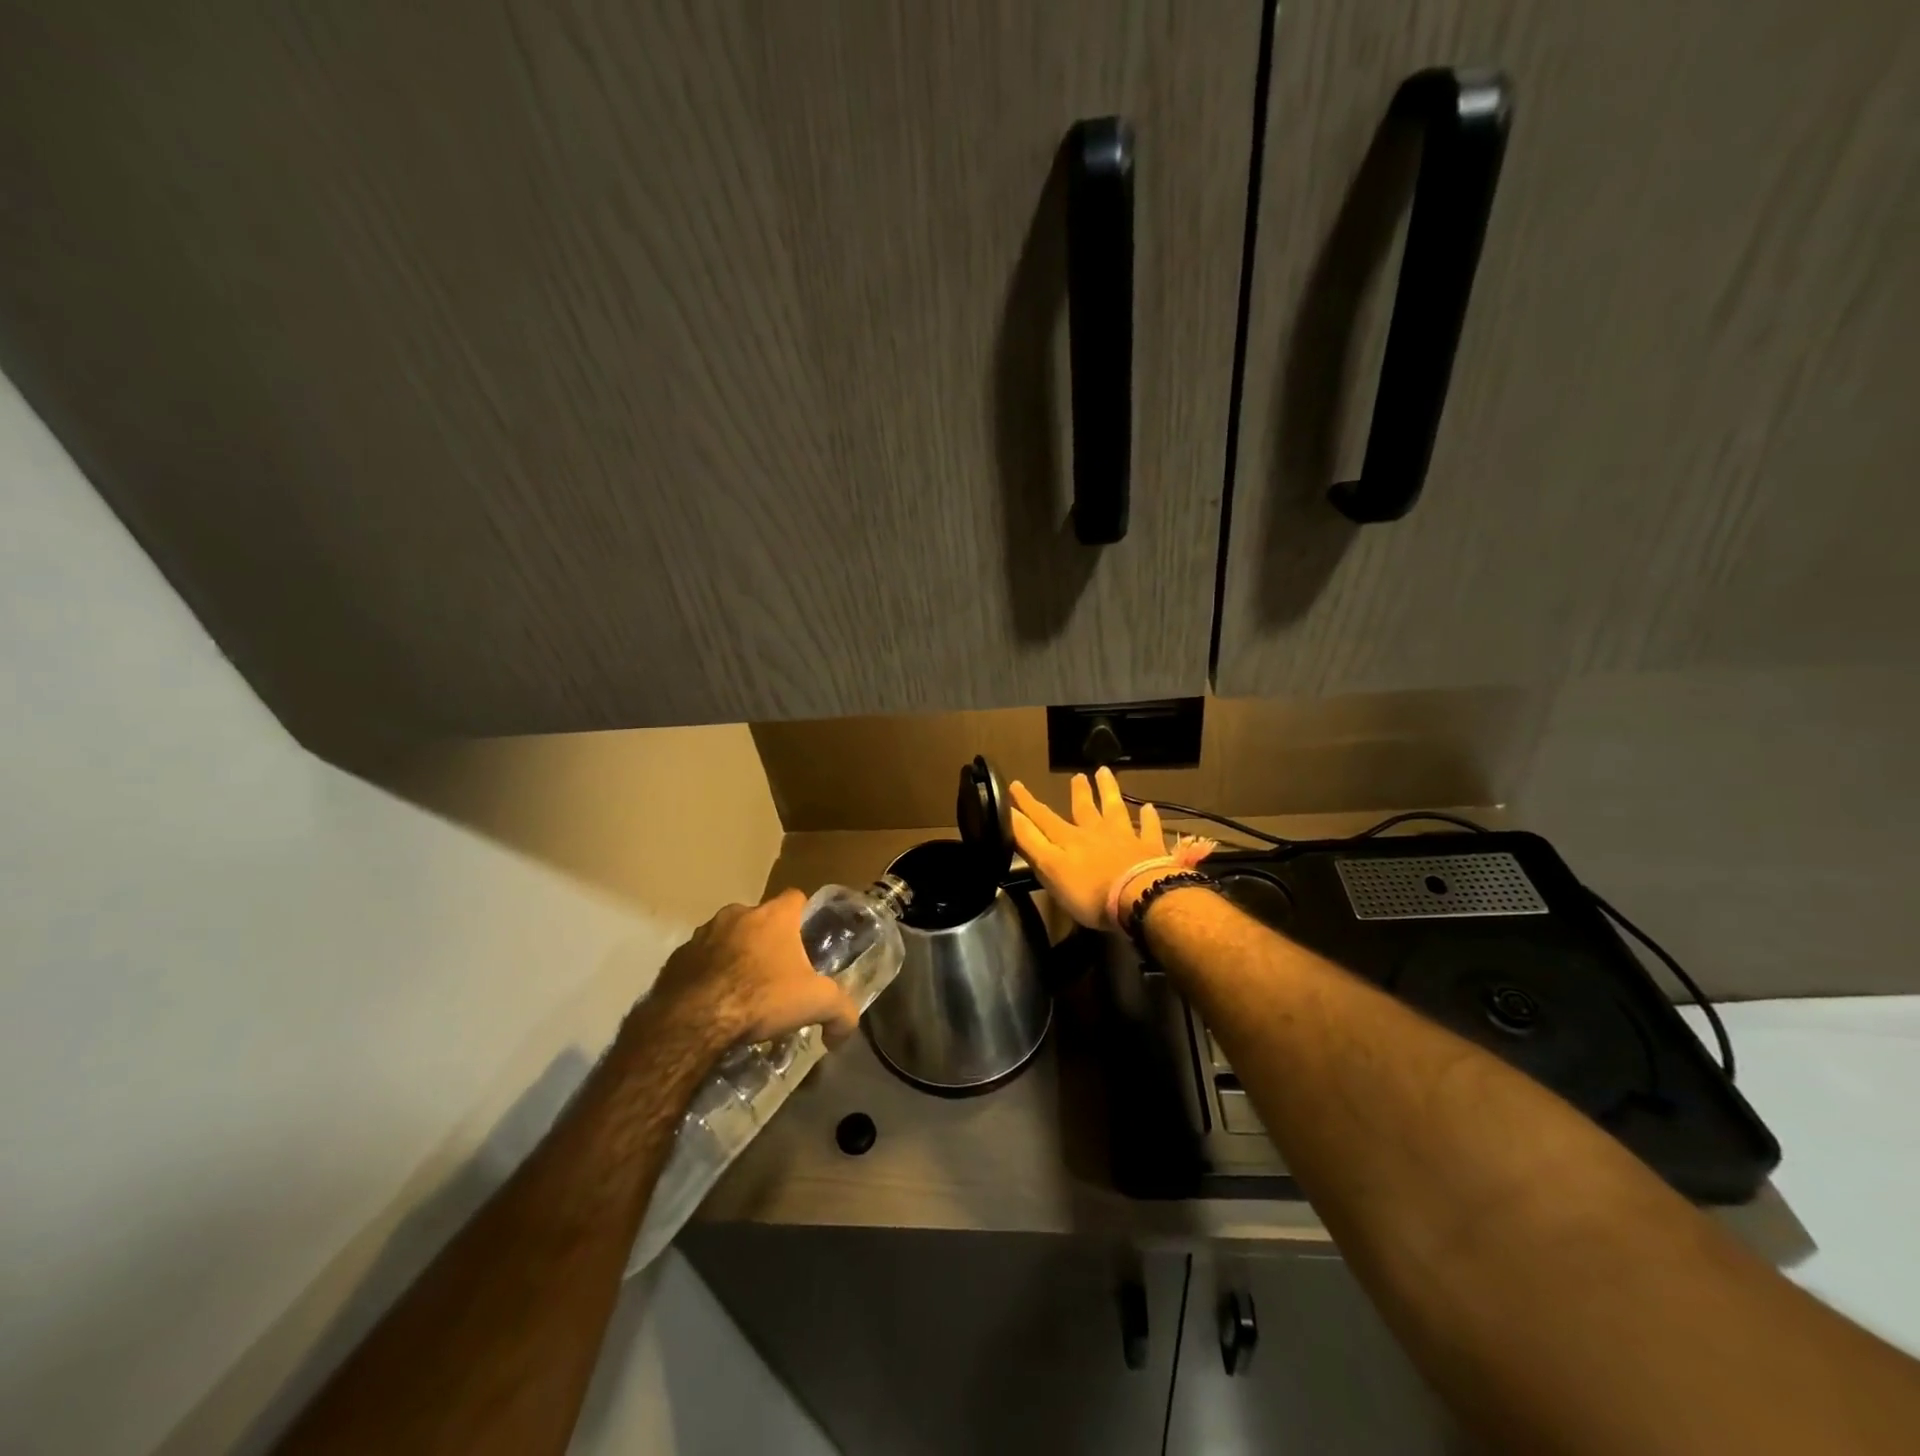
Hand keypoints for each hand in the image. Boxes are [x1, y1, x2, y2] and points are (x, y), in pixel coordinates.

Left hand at [645, 890, 860, 1054]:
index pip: (795, 897)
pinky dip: (707, 973)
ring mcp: (703, 933)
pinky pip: (699, 959)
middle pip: (760, 919)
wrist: (694, 1020)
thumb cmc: (761, 997)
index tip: (805, 939)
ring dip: (735, 955)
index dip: (802, 915)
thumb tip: (845, 1033)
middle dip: (767, 940)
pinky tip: (714, 1002)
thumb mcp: (816, 1004)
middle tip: (775, 973)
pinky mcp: (677, 957)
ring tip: (741, 990)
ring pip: (727, 937)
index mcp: (774, 916)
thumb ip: (841, 1012)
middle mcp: (738, 914)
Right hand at [1010, 767, 1168, 928]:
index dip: (1027, 804)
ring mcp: (1125, 838)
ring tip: (1105, 772)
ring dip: (1109, 791)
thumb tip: (1009, 815)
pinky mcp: (1150, 850)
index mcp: (1069, 840)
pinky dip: (1149, 818)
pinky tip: (1151, 808)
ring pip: (1115, 809)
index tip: (1015, 785)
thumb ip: (1030, 842)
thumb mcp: (1050, 868)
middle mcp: (1096, 833)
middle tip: (1077, 775)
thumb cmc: (1089, 891)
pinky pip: (1149, 829)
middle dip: (1078, 792)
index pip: (1043, 818)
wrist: (1140, 897)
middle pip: (1085, 809)